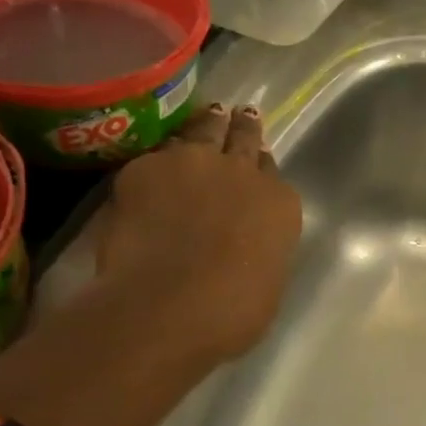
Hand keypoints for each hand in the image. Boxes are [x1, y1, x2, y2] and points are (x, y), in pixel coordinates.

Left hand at [92, 104, 302, 362]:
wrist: (169, 305)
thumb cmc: (233, 312)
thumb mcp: (266, 282)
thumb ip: (261, 249)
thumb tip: (245, 247)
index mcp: (280, 203)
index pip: (273, 172)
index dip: (263, 167)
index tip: (258, 162)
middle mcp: (243, 172)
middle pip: (243, 137)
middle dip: (242, 126)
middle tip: (240, 113)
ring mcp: (193, 163)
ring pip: (202, 130)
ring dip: (205, 125)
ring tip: (206, 117)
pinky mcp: (144, 168)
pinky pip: (154, 157)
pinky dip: (158, 162)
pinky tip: (154, 166)